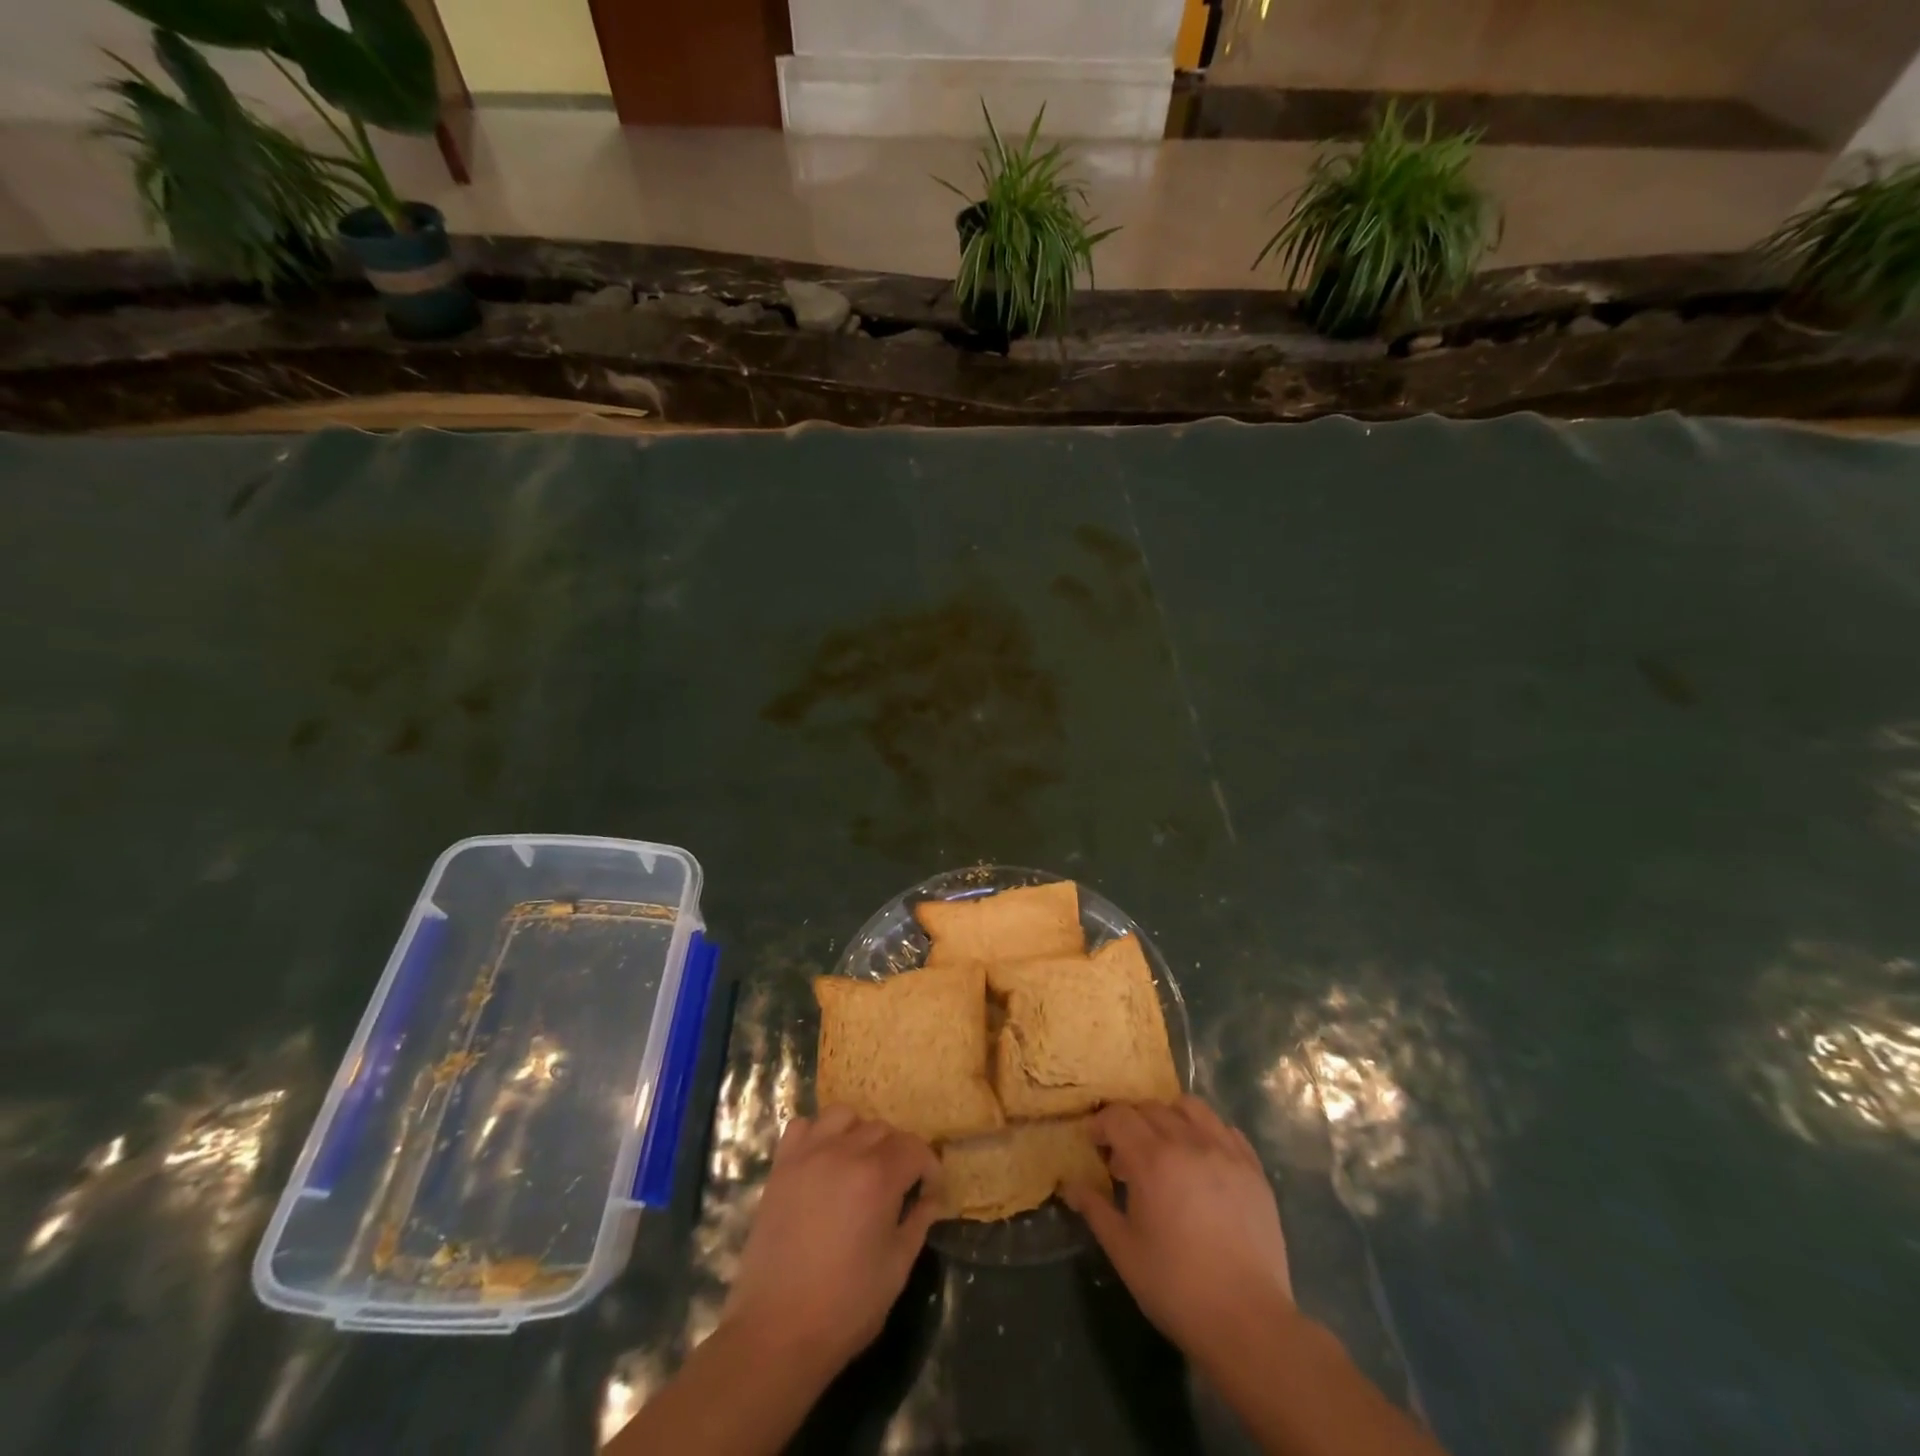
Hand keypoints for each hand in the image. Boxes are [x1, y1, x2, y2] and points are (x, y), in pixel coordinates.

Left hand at [720, 1104, 940, 1375]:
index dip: (928, 1168)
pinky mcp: (781, 1166)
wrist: (776, 1333)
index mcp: (878, 1177)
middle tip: (896, 1187)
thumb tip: (930, 1198)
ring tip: (858, 1166)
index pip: (915, 1148)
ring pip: (844, 1116)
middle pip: (882, 1129)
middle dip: (897, 1153)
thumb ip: (918, 1223)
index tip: (929, 1192)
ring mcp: (808, 1155)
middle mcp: (845, 1153)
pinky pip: (803, 1126)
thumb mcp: (896, 1268)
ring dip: (859, 1134)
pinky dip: (817, 1134)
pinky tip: (822, 1162)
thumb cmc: (845, 1307)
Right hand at [1064, 1096, 1292, 1363]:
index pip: (1119, 1116)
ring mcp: (1225, 1152)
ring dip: (1169, 1117)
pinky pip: (1226, 1129)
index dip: (1101, 1124)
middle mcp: (1189, 1142)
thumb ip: (1095, 1209)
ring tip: (1166, 1148)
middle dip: (1131, 1123)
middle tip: (1125, 1156)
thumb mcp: (1123, 1250)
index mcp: (1152, 1160)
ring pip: (1191, 1108)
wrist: (1248, 1322)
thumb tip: (1070, 1185)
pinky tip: (1202, 1160)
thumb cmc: (1176, 1287)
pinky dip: (1207, 1132)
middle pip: (1151, 1108)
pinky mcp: (1253, 1169)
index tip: (1096, 1144)